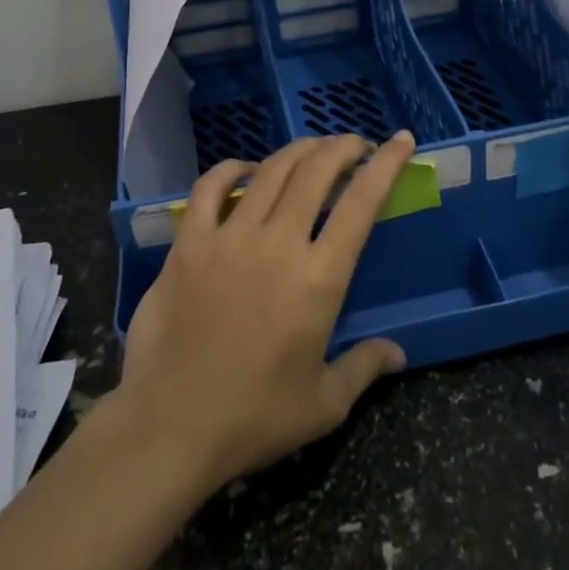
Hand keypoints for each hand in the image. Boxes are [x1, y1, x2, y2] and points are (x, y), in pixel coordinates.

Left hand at [109, 133, 412, 490]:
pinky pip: (210, 187)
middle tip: (355, 146)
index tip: (399, 140)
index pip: (361, 203)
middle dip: (342, 147)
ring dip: (298, 151)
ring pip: (271, 171)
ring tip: (313, 150)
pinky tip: (246, 169)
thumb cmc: (253, 419)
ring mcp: (229, 238)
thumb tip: (399, 353)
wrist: (168, 429)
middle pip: (316, 171)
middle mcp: (277, 244)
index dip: (386, 165)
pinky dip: (232, 168)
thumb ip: (364, 367)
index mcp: (318, 279)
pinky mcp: (188, 244)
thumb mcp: (323, 404)